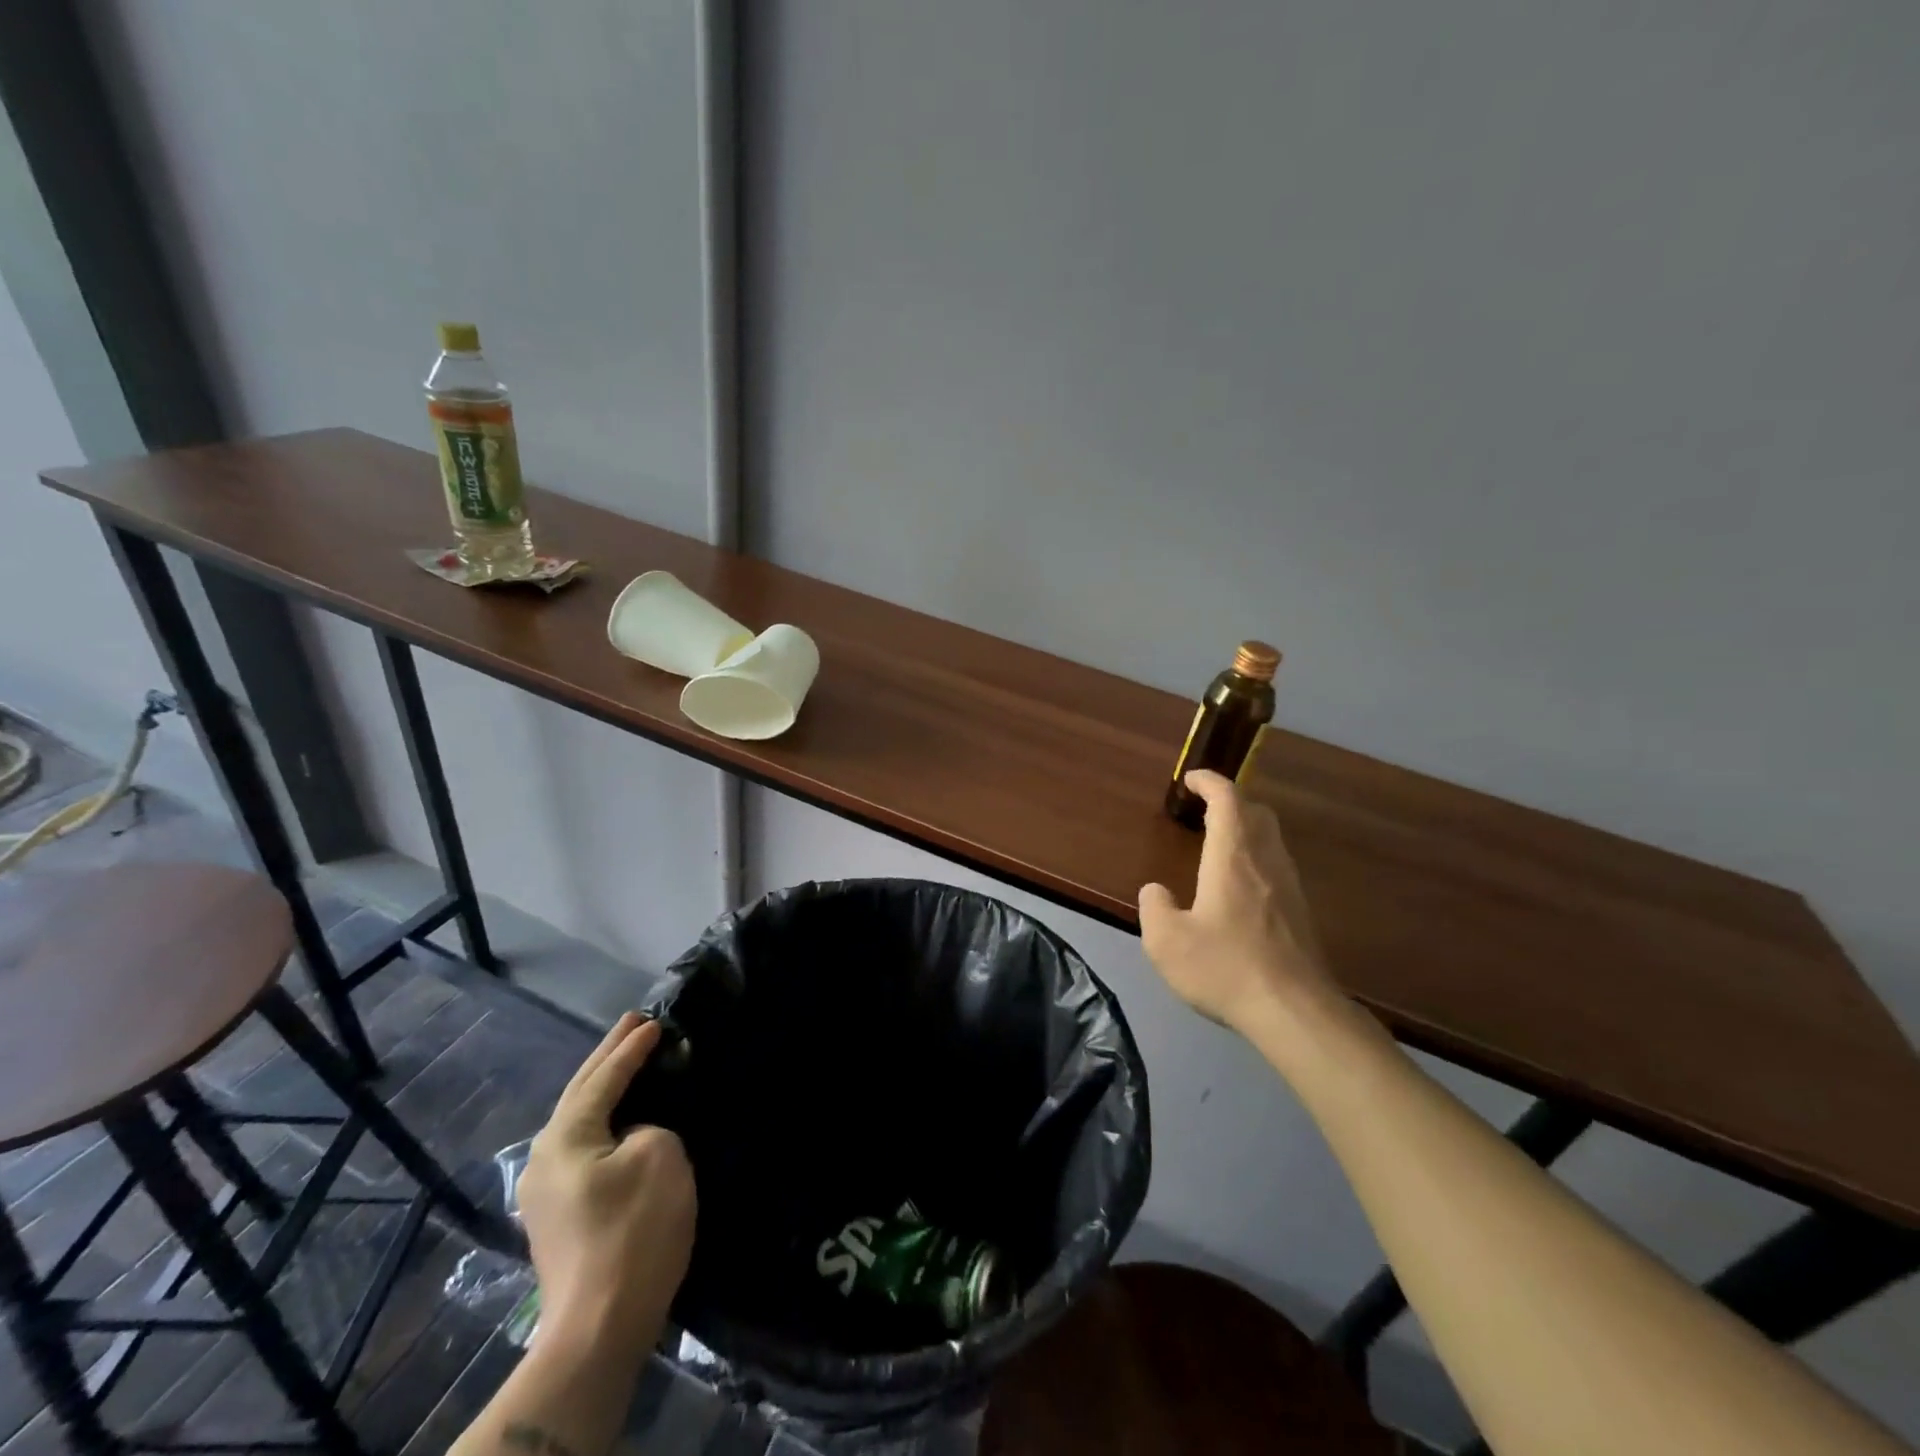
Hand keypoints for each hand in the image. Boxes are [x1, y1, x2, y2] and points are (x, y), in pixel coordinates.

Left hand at [517, 1013, 696, 1359]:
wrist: (599, 1329)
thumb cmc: (632, 1230)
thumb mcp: (659, 1155)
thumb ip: (648, 1127)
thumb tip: (632, 1138)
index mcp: (565, 1136)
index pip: (603, 1077)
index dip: (631, 1048)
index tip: (654, 1021)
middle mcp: (544, 1157)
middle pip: (580, 1092)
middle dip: (608, 1056)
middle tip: (632, 1023)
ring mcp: (546, 1191)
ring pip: (580, 1120)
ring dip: (604, 1088)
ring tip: (626, 1061)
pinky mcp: (560, 1217)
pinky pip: (585, 1146)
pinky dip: (604, 1119)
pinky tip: (620, 1118)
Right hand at [1139, 770, 1337, 1034]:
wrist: (1294, 1011)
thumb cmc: (1225, 967)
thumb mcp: (1166, 941)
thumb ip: (1155, 908)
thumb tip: (1157, 892)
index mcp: (1232, 856)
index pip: (1227, 798)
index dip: (1209, 781)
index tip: (1190, 780)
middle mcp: (1265, 860)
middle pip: (1256, 812)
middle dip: (1231, 802)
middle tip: (1204, 811)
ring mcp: (1289, 885)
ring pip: (1271, 838)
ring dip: (1246, 830)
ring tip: (1218, 846)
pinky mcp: (1301, 912)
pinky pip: (1277, 865)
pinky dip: (1256, 857)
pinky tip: (1240, 887)